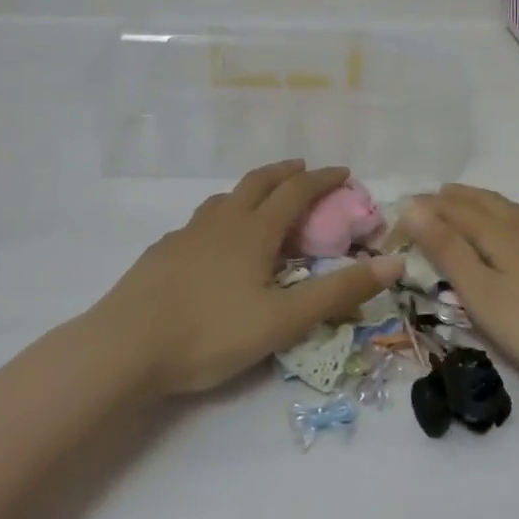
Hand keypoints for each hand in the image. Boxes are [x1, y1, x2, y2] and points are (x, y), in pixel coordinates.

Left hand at [93, 161, 400, 396]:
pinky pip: (200, 221)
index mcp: (254, 232)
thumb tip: (394, 263)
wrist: (124, 347)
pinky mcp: (162, 253)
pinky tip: (214, 242)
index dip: (323, 179)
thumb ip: (339, 293)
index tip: (344, 172)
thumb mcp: (284, 320)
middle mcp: (222, 222)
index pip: (296, 192)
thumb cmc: (210, 333)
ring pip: (225, 198)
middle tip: (304, 170)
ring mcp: (187, 234)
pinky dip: (221, 217)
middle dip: (286, 172)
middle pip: (258, 182)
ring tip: (261, 202)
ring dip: (250, 190)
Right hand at [401, 185, 518, 395]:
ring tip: (470, 205)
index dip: (427, 208)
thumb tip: (413, 207)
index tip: (404, 207)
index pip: (454, 210)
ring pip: (514, 209)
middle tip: (434, 196)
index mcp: (500, 233)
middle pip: (485, 202)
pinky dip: (516, 216)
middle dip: (456, 198)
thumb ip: (447, 250)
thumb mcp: (482, 295)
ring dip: (485, 203)